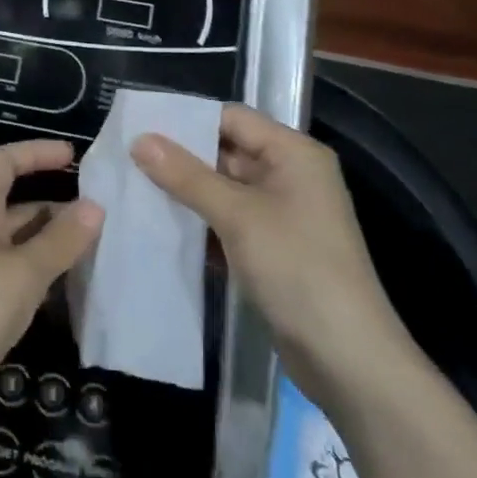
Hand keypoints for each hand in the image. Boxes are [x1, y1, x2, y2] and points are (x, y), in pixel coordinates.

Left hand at [0, 140, 102, 446]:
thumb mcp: (22, 272)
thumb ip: (60, 240)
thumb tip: (96, 206)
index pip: (4, 163)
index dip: (36, 153)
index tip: (74, 156)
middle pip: (17, 206)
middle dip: (58, 207)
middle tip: (105, 217)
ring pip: (22, 247)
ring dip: (55, 246)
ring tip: (101, 253)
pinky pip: (18, 281)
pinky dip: (45, 280)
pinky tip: (75, 294)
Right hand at [130, 103, 410, 399]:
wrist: (348, 359)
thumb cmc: (297, 269)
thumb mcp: (238, 216)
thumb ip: (187, 176)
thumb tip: (140, 139)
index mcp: (293, 153)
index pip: (233, 118)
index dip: (188, 119)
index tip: (140, 125)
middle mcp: (291, 175)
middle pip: (228, 151)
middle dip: (181, 157)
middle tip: (128, 158)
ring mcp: (283, 214)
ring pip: (225, 189)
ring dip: (187, 192)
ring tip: (134, 188)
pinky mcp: (274, 249)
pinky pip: (230, 222)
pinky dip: (202, 223)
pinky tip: (161, 228)